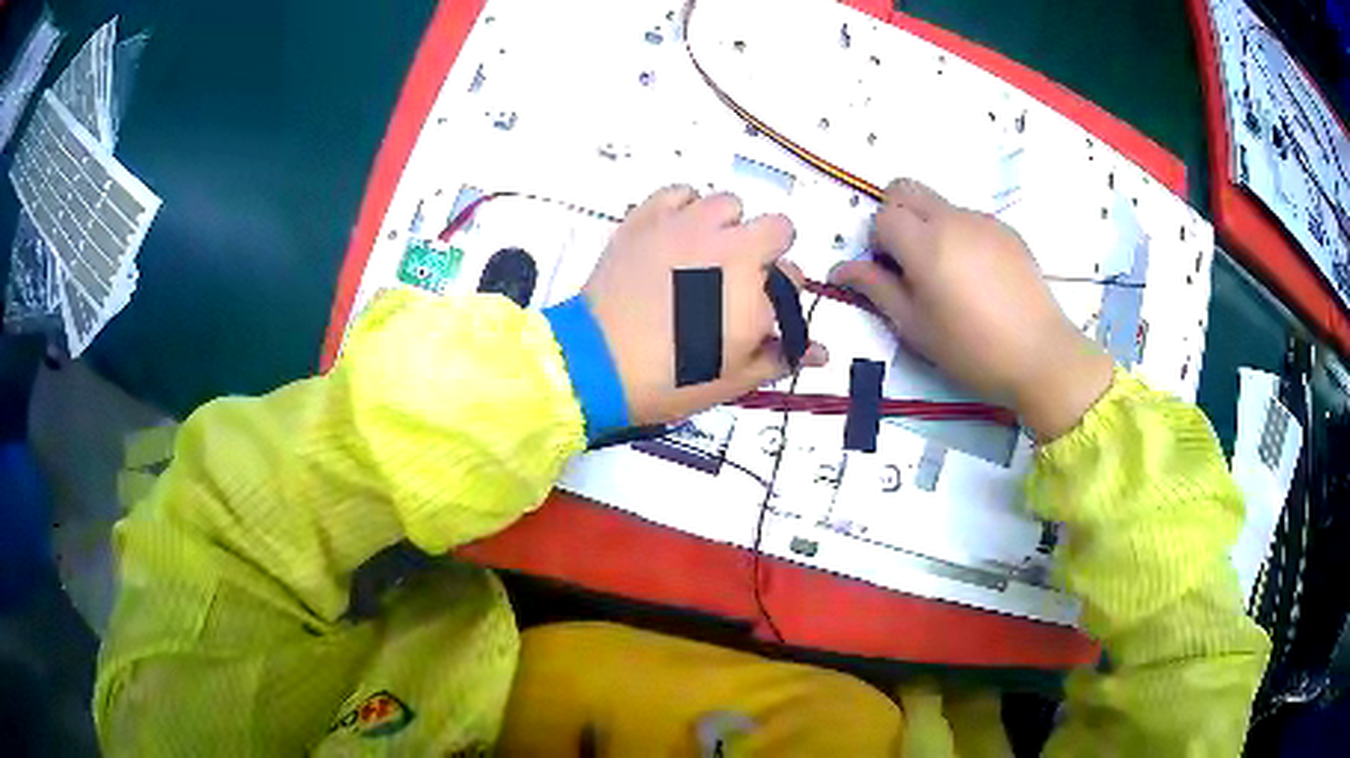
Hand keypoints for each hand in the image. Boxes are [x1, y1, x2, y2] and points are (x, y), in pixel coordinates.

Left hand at [585, 185, 827, 425]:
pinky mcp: (648, 218)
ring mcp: (686, 226)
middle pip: (777, 227)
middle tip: (737, 278)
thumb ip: (781, 357)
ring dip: (727, 225)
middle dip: (767, 251)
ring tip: (705, 253)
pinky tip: (676, 232)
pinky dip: (684, 206)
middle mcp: (729, 248)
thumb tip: (820, 352)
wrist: (596, 364)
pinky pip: (679, 191)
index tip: (761, 309)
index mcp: (755, 290)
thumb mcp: (733, 379)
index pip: (794, 277)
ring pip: (729, 204)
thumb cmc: (670, 379)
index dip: (782, 294)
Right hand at [829, 179, 1112, 440]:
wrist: (1040, 355)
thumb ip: (876, 289)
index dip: (879, 243)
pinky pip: (969, 219)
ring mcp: (984, 221)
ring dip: (929, 227)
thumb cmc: (971, 349)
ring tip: (950, 277)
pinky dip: (960, 236)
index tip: (892, 274)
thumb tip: (842, 269)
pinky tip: (978, 278)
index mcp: (925, 244)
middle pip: (905, 188)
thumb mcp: (915, 327)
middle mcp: (952, 219)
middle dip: (896, 216)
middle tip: (909, 262)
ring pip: (939, 204)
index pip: (882, 216)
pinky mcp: (1007, 230)